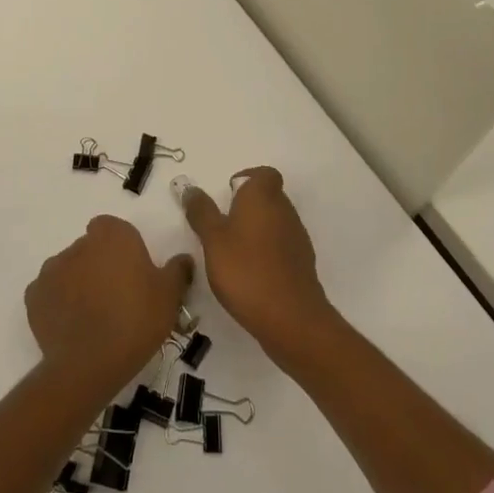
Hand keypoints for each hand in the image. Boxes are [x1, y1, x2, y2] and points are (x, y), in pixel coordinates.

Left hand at [25, 217, 192, 393]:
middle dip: (100, 266)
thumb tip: (183, 259)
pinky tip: (72, 327)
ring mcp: (52, 268)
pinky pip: (49, 293)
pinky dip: (58, 304)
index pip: (112, 228)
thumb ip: (177, 271)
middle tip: (117, 297)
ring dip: (78, 284)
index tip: (132, 272)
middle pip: (90, 248)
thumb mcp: (169, 296)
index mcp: (112, 235)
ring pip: (69, 270)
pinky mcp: (33, 296)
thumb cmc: (136, 320)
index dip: (121, 248)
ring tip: (94, 317)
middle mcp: (79, 244)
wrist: (90, 363)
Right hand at [179, 166, 336, 364]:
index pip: (263, 174)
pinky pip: (281, 247)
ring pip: (275, 223)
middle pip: (268, 197)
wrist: (291, 318)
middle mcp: (285, 210)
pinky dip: (267, 253)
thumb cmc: (246, 270)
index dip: (246, 180)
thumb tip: (190, 188)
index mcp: (263, 196)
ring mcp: (297, 237)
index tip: (226, 198)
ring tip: (232, 255)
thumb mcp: (212, 239)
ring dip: (256, 232)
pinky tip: (250, 275)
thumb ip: (201, 212)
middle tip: (221, 228)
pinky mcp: (302, 264)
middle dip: (246, 208)